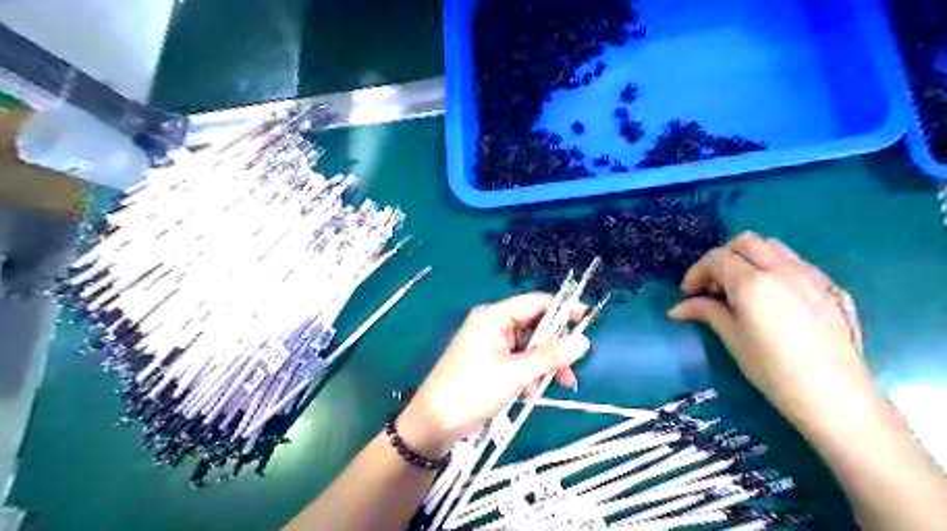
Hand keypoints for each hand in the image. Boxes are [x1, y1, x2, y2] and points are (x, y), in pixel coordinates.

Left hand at [400, 293, 588, 452]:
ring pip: (531, 346)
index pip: (535, 303)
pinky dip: (532, 373)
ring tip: (559, 384)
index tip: (589, 318)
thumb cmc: (471, 390)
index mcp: (494, 317)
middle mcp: (494, 325)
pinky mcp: (493, 363)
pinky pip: (521, 361)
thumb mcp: (514, 373)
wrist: (435, 423)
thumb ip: (549, 356)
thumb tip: (584, 341)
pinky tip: (534, 391)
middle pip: (535, 325)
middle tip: (572, 367)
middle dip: (555, 346)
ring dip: (545, 364)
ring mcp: (493, 345)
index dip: (563, 308)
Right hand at [669, 233, 875, 427]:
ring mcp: (811, 275)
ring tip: (742, 288)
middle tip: (714, 287)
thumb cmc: (773, 370)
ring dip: (749, 259)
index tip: (689, 294)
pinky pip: (796, 263)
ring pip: (773, 247)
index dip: (697, 272)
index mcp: (753, 283)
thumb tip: (677, 308)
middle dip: (722, 258)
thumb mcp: (732, 339)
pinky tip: (772, 297)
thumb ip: (705, 312)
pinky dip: (774, 268)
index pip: (717, 258)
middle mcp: (783, 269)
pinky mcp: (831, 287)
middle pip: (745, 242)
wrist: (834, 396)